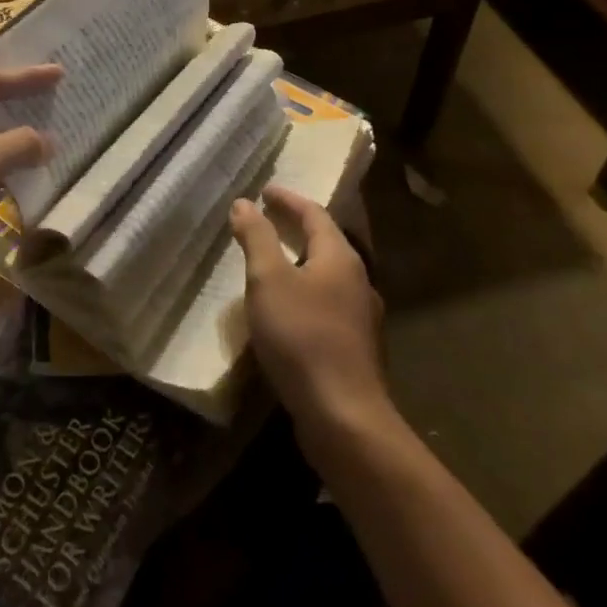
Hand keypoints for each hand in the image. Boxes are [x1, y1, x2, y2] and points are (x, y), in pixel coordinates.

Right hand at [232, 185, 394, 441]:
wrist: (344, 416)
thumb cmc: (302, 337)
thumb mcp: (269, 280)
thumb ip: (257, 238)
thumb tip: (244, 203)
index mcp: (340, 257)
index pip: (315, 214)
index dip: (289, 200)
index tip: (265, 191)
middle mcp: (358, 280)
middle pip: (327, 242)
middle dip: (297, 227)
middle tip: (268, 219)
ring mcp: (361, 316)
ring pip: (329, 275)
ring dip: (302, 261)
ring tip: (274, 261)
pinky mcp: (356, 347)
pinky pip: (328, 303)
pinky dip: (306, 290)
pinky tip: (289, 308)